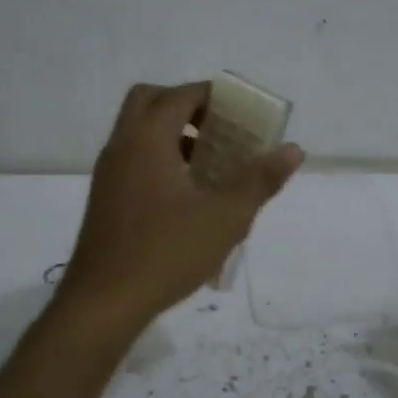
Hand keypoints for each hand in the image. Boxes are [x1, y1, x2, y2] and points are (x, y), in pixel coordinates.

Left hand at [61, 82, 302, 324]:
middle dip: (185, 106)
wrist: (104, 302)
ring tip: (210, 162)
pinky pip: (132, 159)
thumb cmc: (167, 253)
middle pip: (149, 101)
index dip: (212, 96)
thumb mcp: (225, 217)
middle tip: (219, 128)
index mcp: (147, 140)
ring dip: (171, 133)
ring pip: (137, 132)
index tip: (240, 111)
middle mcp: (121, 147)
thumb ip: (259, 180)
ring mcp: (108, 174)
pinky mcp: (105, 199)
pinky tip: (186, 195)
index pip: (179, 96)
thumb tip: (293, 149)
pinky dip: (158, 158)